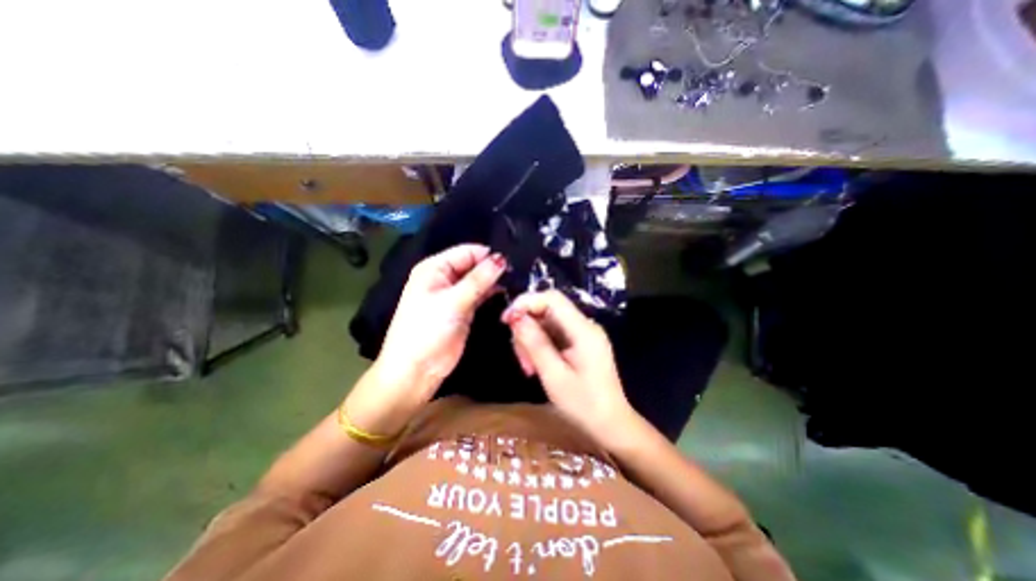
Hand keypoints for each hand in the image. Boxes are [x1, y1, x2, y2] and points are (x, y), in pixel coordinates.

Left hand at [379, 243, 509, 396]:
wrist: (417, 369)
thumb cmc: (427, 329)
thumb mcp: (453, 301)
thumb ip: (479, 279)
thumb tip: (501, 259)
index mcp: (435, 268)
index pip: (466, 252)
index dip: (487, 255)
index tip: (511, 261)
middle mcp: (445, 277)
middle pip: (473, 265)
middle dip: (492, 267)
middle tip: (519, 271)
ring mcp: (455, 294)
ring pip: (479, 280)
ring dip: (494, 280)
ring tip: (517, 280)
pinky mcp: (464, 309)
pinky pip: (481, 294)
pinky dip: (492, 293)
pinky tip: (508, 292)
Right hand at [499, 288, 636, 446]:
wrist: (611, 425)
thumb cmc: (583, 405)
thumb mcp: (554, 376)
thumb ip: (536, 344)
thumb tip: (517, 318)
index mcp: (583, 330)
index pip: (552, 298)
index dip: (526, 302)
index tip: (506, 320)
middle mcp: (585, 326)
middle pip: (547, 311)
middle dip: (527, 329)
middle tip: (521, 359)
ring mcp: (583, 334)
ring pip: (547, 323)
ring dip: (531, 341)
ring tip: (529, 368)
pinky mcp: (580, 343)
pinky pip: (553, 334)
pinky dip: (540, 347)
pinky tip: (536, 366)